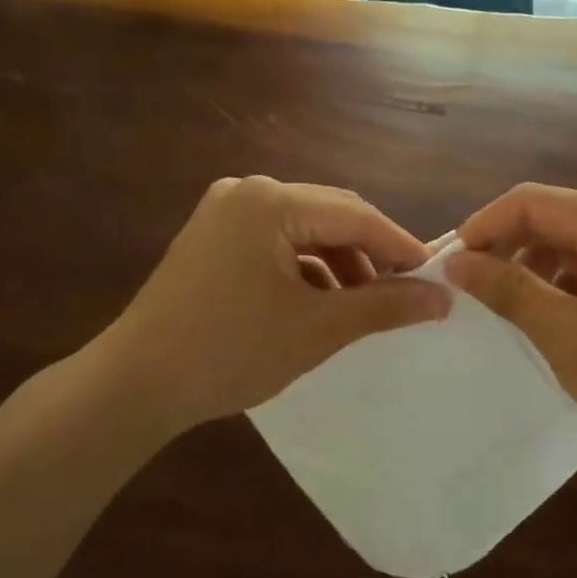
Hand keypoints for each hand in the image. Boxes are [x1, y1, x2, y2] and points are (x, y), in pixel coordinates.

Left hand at [90, 177, 450, 432]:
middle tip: (404, 293)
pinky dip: (304, 269)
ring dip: (338, 264)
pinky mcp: (212, 238)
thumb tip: (442, 298)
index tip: (436, 277)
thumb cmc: (231, 351)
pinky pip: (275, 243)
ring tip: (361, 307)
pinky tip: (318, 303)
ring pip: (304, 230)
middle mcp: (247, 192)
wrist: (134, 385)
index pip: (356, 215)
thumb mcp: (318, 329)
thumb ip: (384, 306)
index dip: (400, 247)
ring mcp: (224, 213)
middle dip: (369, 255)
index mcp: (271, 201)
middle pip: (330, 215)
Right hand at [442, 184, 576, 466]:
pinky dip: (557, 285)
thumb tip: (456, 261)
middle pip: (551, 218)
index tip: (450, 261)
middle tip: (466, 285)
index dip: (485, 224)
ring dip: (529, 267)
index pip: (532, 201)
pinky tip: (541, 316)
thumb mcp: (566, 333)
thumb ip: (508, 290)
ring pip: (567, 244)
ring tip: (499, 304)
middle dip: (504, 246)